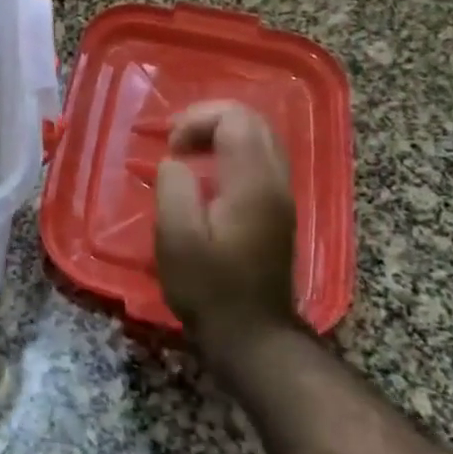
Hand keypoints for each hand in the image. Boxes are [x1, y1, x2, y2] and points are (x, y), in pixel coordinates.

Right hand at [155, 102, 298, 348]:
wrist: (252, 335)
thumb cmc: (208, 288)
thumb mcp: (176, 239)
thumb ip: (174, 188)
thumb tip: (176, 162)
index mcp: (253, 184)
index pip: (235, 118)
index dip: (197, 119)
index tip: (171, 148)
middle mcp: (276, 181)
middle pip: (253, 120)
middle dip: (209, 119)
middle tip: (175, 143)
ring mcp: (282, 195)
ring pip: (260, 137)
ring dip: (220, 133)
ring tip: (186, 153)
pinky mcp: (278, 208)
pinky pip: (260, 157)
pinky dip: (231, 151)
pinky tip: (206, 174)